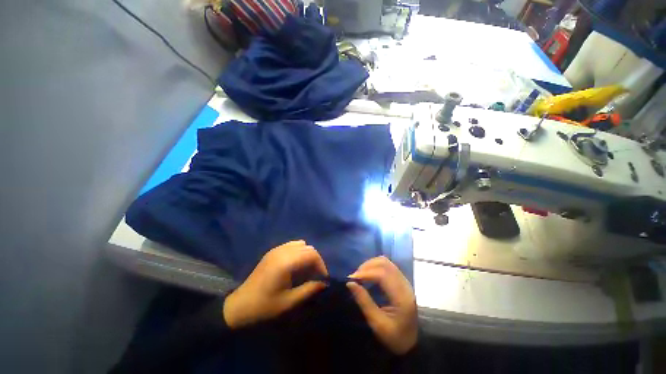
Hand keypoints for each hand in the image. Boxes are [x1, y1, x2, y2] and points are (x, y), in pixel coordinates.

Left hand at [223, 240, 327, 328]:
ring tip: (307, 270)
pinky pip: (292, 245)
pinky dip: (299, 251)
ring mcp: (276, 249)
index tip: (323, 278)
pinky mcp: (272, 252)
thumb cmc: (264, 306)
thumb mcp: (289, 302)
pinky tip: (296, 265)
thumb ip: (309, 290)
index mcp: (286, 262)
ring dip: (307, 255)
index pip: (311, 254)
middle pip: (307, 248)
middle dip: (316, 260)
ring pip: (300, 244)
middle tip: (316, 275)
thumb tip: (324, 283)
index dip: (321, 265)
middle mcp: (282, 251)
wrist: (239, 306)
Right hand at [347, 256, 417, 354]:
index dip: (366, 273)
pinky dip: (375, 266)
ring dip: (371, 264)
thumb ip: (364, 301)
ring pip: (386, 262)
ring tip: (360, 274)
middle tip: (355, 276)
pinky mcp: (401, 281)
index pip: (383, 275)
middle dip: (367, 266)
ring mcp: (404, 281)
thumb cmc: (394, 337)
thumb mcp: (377, 324)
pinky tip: (368, 274)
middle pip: (385, 264)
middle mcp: (405, 285)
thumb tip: (350, 283)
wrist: (411, 342)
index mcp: (401, 297)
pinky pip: (387, 266)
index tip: (352, 278)